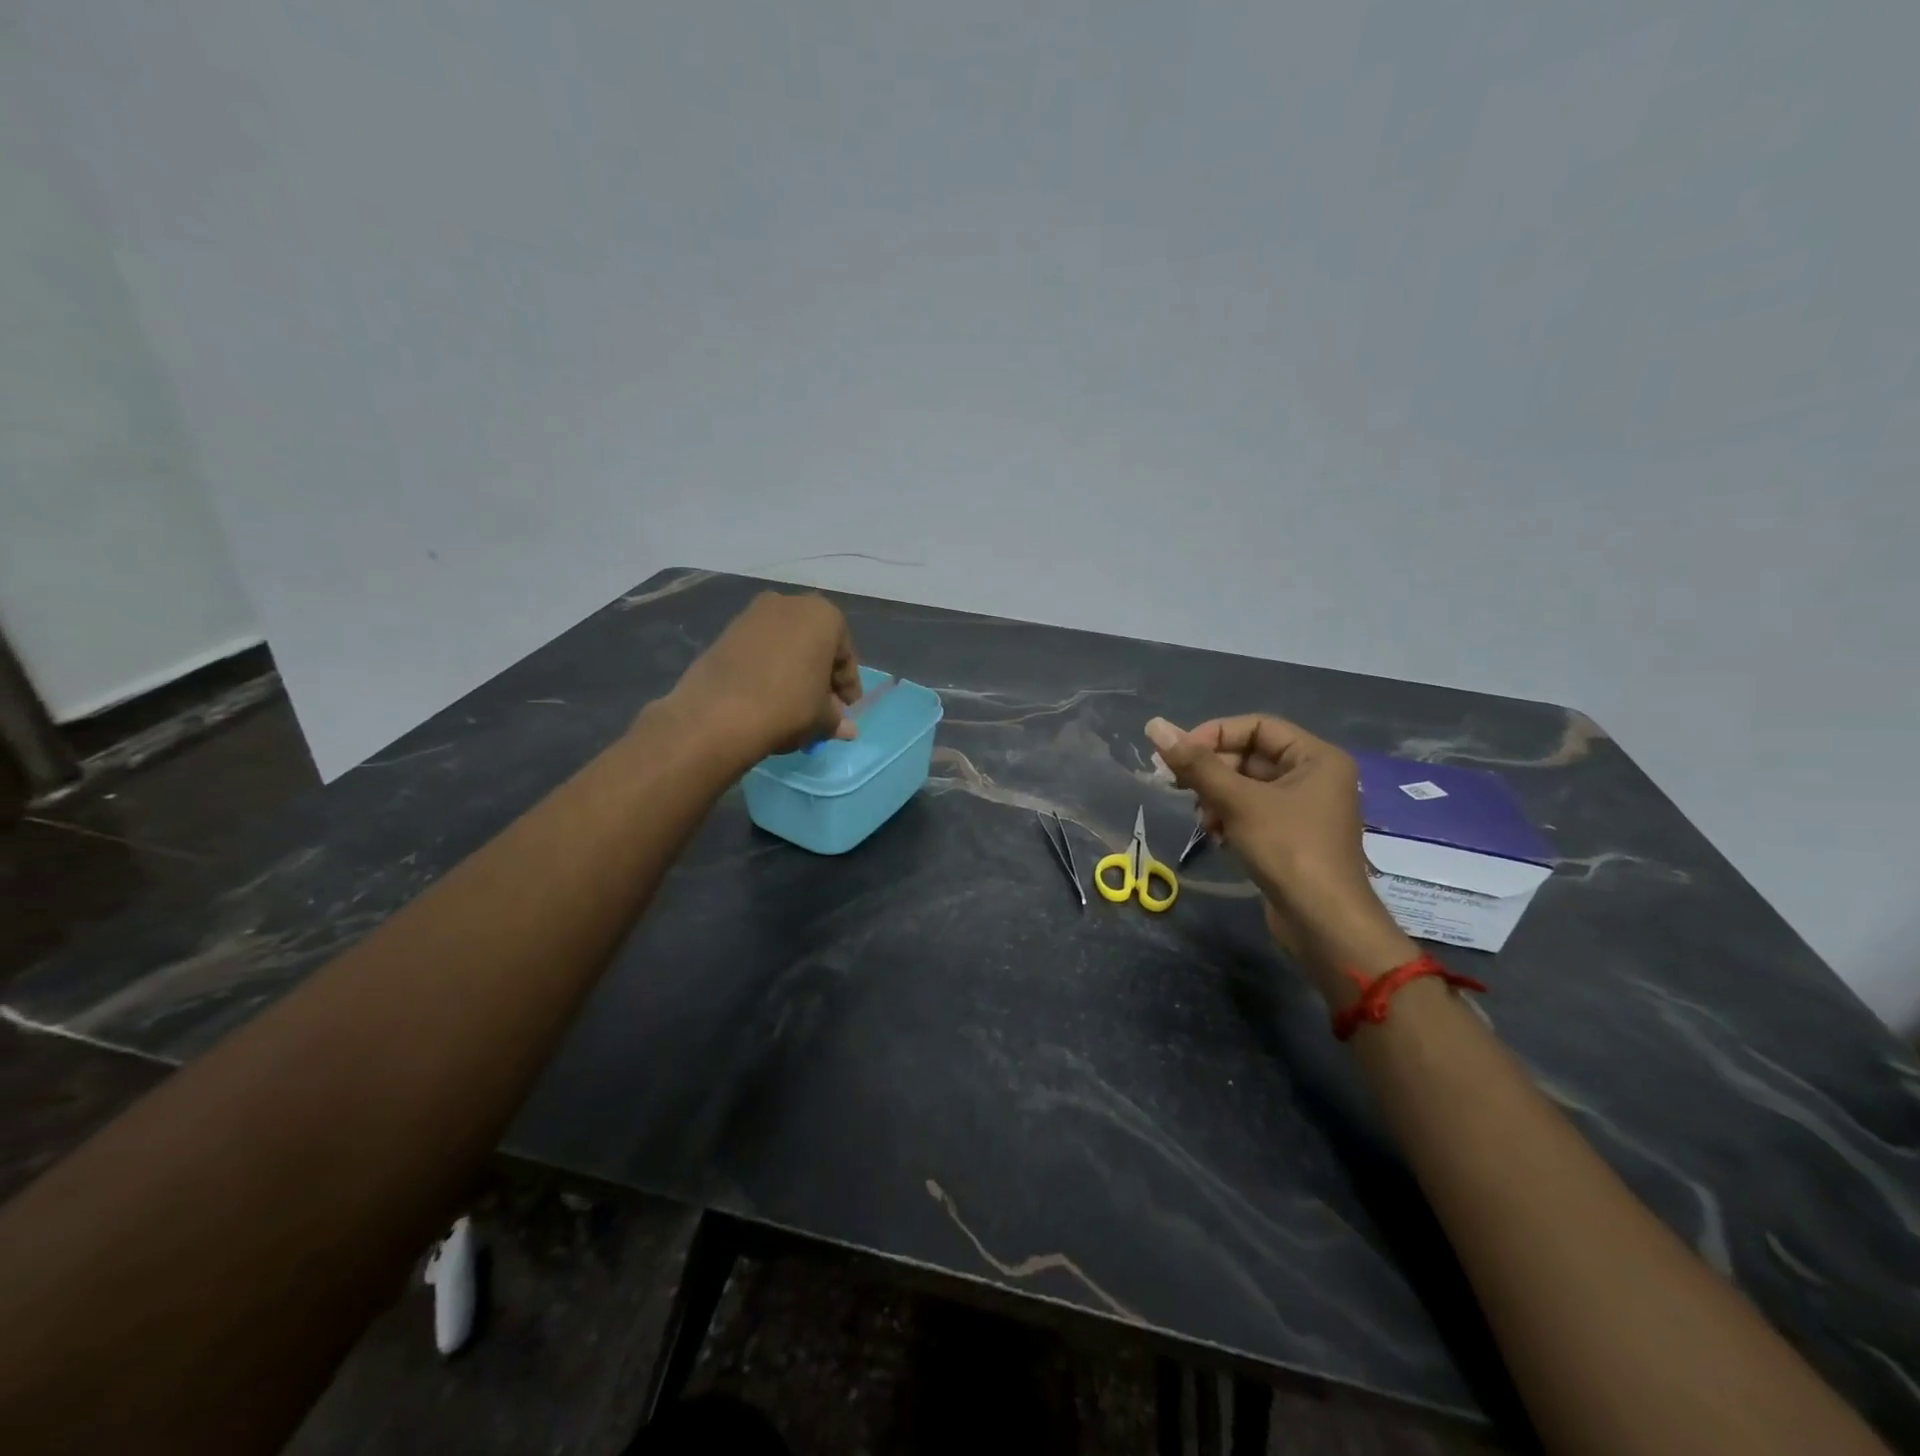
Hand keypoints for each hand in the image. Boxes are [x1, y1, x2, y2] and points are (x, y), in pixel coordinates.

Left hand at [669, 593, 862, 759]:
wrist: (719, 713)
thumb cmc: (789, 706)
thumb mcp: (822, 717)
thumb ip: (837, 718)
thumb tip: (847, 730)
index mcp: (824, 615)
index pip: (845, 655)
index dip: (848, 686)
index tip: (847, 709)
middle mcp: (790, 603)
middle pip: (815, 644)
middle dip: (820, 675)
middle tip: (822, 706)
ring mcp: (753, 614)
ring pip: (786, 645)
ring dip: (794, 670)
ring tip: (793, 702)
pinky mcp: (726, 630)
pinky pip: (760, 649)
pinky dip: (769, 667)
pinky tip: (767, 694)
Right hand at [1144, 715, 1415, 998]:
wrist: (1323, 922)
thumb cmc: (1287, 850)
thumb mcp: (1237, 801)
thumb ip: (1195, 764)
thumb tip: (1155, 726)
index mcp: (1316, 757)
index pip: (1256, 726)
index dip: (1214, 735)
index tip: (1179, 756)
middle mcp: (1315, 776)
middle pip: (1250, 756)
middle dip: (1213, 772)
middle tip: (1181, 788)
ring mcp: (1305, 809)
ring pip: (1247, 786)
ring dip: (1217, 798)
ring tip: (1204, 820)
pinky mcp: (1292, 837)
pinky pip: (1253, 812)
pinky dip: (1230, 818)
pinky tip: (1217, 837)